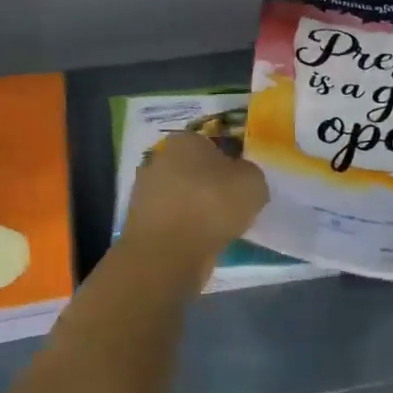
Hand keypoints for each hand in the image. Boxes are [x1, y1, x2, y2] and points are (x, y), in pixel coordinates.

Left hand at [123, 132, 269, 270]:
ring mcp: (145, 191)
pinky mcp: (140, 221)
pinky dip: (184, 229)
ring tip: (218, 230)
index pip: (212, 145)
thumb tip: (242, 180)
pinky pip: (172, 220)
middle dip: (210, 186)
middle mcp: (160, 159)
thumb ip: (250, 175)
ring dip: (196, 209)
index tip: (241, 185)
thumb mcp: (253, 183)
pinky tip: (199, 243)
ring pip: (181, 196)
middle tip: (232, 207)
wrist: (169, 251)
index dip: (230, 163)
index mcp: (185, 141)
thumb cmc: (212, 205)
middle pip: (194, 171)